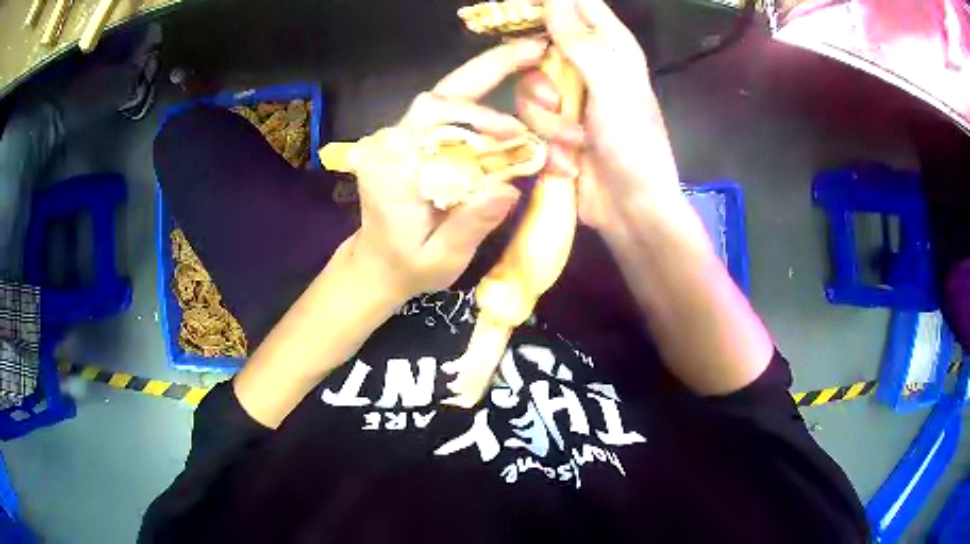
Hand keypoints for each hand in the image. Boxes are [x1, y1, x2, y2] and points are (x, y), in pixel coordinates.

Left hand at [350, 39, 547, 300]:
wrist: (379, 264)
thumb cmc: (406, 266)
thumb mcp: (440, 258)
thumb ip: (469, 225)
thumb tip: (508, 188)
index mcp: (393, 167)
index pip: (434, 119)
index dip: (479, 116)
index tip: (518, 132)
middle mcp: (395, 141)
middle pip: (443, 94)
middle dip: (490, 70)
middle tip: (534, 50)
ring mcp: (405, 136)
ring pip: (450, 96)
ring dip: (493, 80)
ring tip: (534, 67)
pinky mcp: (418, 140)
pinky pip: (454, 112)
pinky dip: (488, 101)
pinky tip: (517, 93)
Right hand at [516, 0, 682, 231]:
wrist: (631, 211)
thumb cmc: (634, 145)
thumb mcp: (611, 87)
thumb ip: (580, 41)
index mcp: (612, 49)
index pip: (579, 5)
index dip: (550, 3)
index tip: (519, 10)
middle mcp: (588, 68)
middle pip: (540, 47)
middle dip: (542, 78)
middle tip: (557, 98)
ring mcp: (569, 100)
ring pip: (529, 87)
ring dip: (548, 120)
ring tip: (574, 142)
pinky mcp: (554, 129)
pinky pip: (529, 120)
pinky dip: (547, 142)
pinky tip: (570, 160)